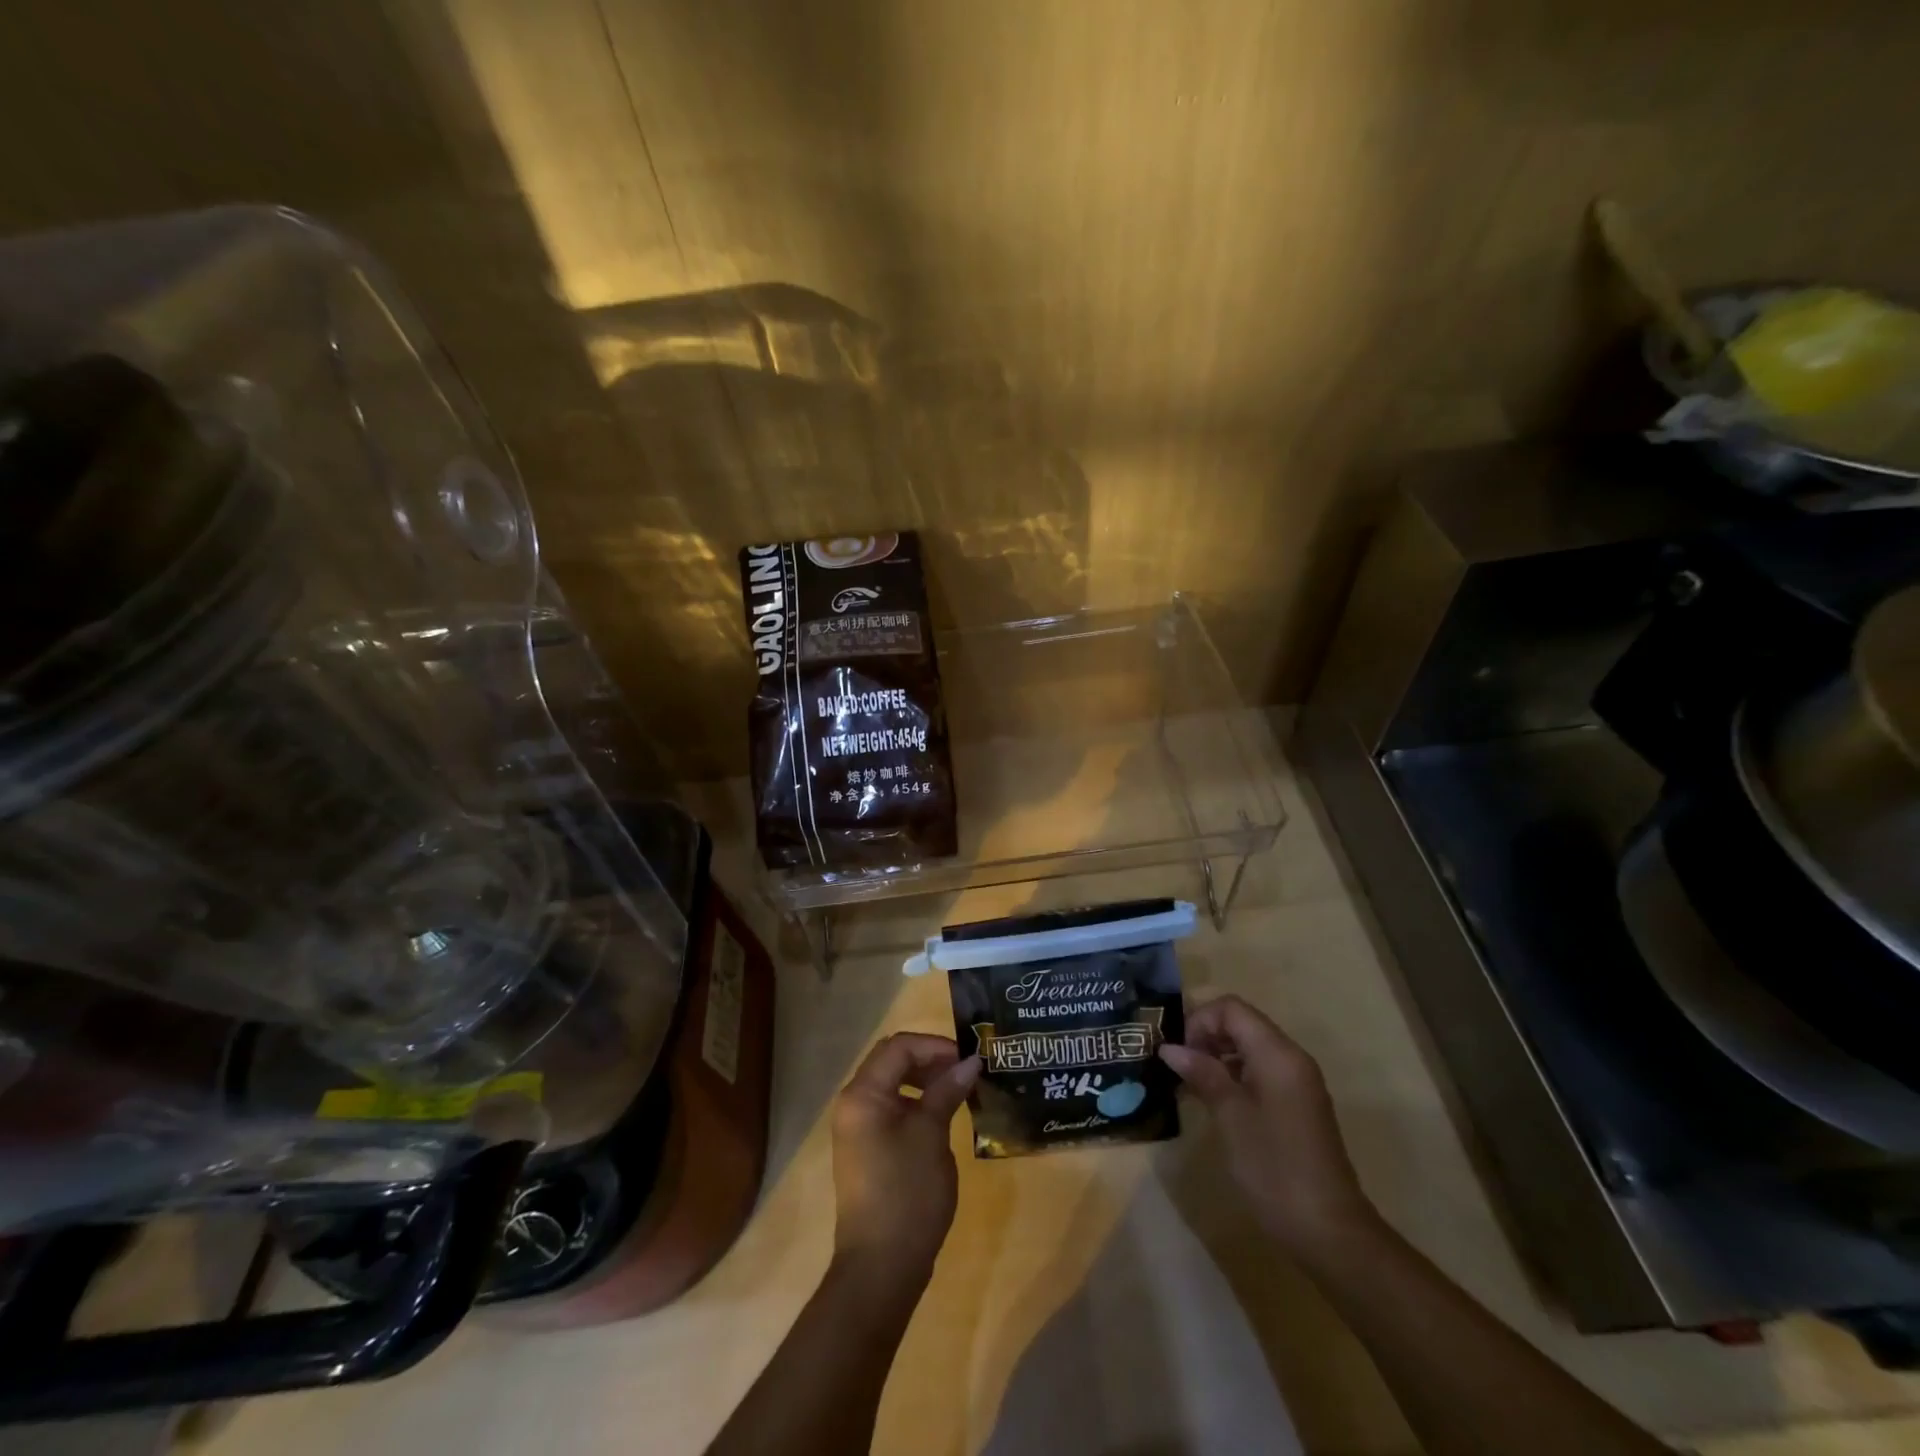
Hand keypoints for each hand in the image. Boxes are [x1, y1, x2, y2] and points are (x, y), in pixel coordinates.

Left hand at [831, 1032, 980, 1283]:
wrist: (881, 1266)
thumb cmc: (906, 1193)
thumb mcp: (931, 1135)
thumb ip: (947, 1091)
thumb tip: (971, 1062)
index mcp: (863, 1094)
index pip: (899, 1046)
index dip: (935, 1046)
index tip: (968, 1059)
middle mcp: (854, 1103)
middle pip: (893, 1060)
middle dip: (930, 1059)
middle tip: (966, 1071)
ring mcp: (858, 1127)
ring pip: (893, 1084)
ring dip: (925, 1080)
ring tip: (959, 1091)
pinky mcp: (868, 1148)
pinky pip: (892, 1108)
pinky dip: (917, 1103)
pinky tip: (943, 1116)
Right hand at [1159, 994, 1375, 1254]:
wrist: (1329, 1230)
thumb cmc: (1274, 1167)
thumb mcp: (1230, 1116)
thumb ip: (1202, 1073)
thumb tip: (1170, 1047)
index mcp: (1278, 1054)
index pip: (1232, 1008)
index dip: (1200, 1020)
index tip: (1179, 1052)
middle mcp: (1291, 1058)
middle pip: (1242, 1023)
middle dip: (1206, 1036)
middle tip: (1179, 1067)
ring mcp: (1297, 1082)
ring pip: (1250, 1047)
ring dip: (1217, 1056)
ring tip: (1191, 1085)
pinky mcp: (1297, 1105)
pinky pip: (1260, 1071)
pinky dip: (1234, 1075)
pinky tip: (1215, 1102)